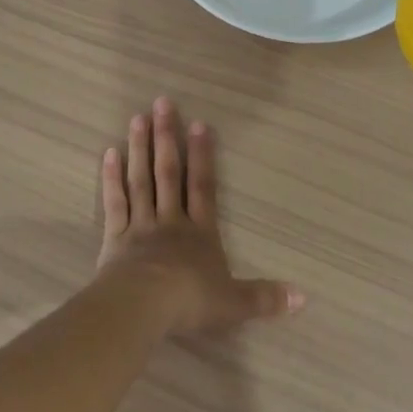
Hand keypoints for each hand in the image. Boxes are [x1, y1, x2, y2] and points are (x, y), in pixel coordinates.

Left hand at [95, 97, 303, 334]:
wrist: (142, 308)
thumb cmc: (190, 302)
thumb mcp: (234, 304)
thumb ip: (265, 298)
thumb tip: (303, 298)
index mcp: (200, 233)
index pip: (203, 186)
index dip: (202, 155)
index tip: (198, 123)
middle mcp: (171, 221)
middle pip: (169, 173)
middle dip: (167, 137)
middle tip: (162, 103)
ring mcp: (140, 227)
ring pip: (141, 180)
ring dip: (140, 149)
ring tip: (138, 117)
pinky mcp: (114, 238)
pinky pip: (115, 202)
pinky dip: (112, 178)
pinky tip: (109, 153)